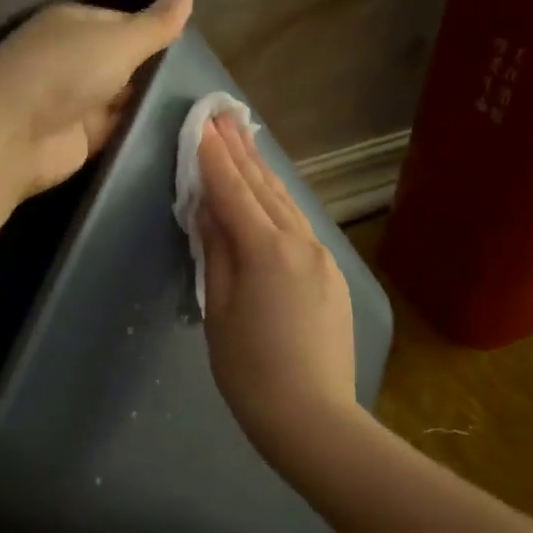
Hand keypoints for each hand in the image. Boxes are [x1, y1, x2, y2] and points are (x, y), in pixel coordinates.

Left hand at [0, 0, 192, 197]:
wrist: (13, 134)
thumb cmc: (64, 71)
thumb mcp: (118, 40)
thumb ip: (155, 25)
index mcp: (76, 24)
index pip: (126, 23)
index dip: (157, 33)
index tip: (196, 49)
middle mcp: (74, 59)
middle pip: (126, 63)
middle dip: (158, 72)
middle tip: (208, 82)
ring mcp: (77, 100)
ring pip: (125, 98)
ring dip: (152, 104)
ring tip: (205, 109)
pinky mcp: (81, 138)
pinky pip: (119, 130)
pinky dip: (141, 130)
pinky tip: (180, 133)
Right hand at [197, 112, 362, 467]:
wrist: (313, 417)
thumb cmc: (250, 370)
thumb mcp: (218, 309)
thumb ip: (214, 252)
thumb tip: (206, 209)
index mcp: (266, 250)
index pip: (232, 192)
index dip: (214, 157)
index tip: (201, 124)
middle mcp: (300, 242)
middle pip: (264, 188)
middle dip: (241, 151)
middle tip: (224, 115)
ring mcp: (321, 257)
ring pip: (287, 204)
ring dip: (263, 172)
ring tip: (245, 141)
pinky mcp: (331, 274)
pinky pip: (301, 225)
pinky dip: (280, 202)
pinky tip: (272, 194)